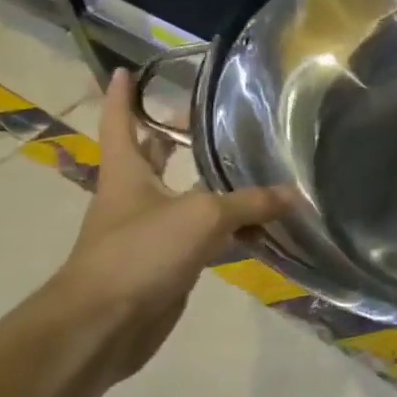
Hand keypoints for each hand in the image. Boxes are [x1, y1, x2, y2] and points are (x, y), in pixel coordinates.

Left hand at [48, 69, 288, 381]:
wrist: (103, 326)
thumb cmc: (140, 254)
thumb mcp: (201, 217)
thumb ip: (249, 202)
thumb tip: (292, 194)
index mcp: (127, 174)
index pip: (120, 124)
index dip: (122, 97)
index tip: (125, 69)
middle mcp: (134, 198)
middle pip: (151, 159)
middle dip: (169, 138)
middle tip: (201, 116)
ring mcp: (148, 234)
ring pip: (183, 199)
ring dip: (209, 185)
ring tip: (246, 164)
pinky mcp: (165, 266)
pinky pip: (202, 237)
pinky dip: (227, 229)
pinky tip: (257, 226)